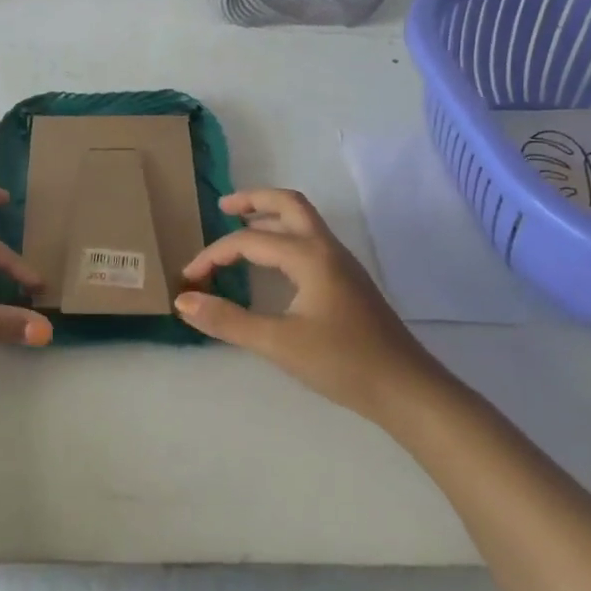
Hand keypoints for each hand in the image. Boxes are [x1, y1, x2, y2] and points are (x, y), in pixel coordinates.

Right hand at [174, 188, 453, 423]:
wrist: (407, 389)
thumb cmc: (342, 363)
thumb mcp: (277, 343)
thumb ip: (227, 320)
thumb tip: (183, 301)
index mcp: (309, 256)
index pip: (249, 241)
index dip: (213, 255)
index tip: (189, 279)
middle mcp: (327, 249)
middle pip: (289, 204)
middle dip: (253, 200)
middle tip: (222, 207)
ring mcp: (342, 264)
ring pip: (303, 222)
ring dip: (270, 217)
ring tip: (241, 227)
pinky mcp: (348, 282)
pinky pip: (310, 242)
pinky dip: (284, 237)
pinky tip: (272, 264)